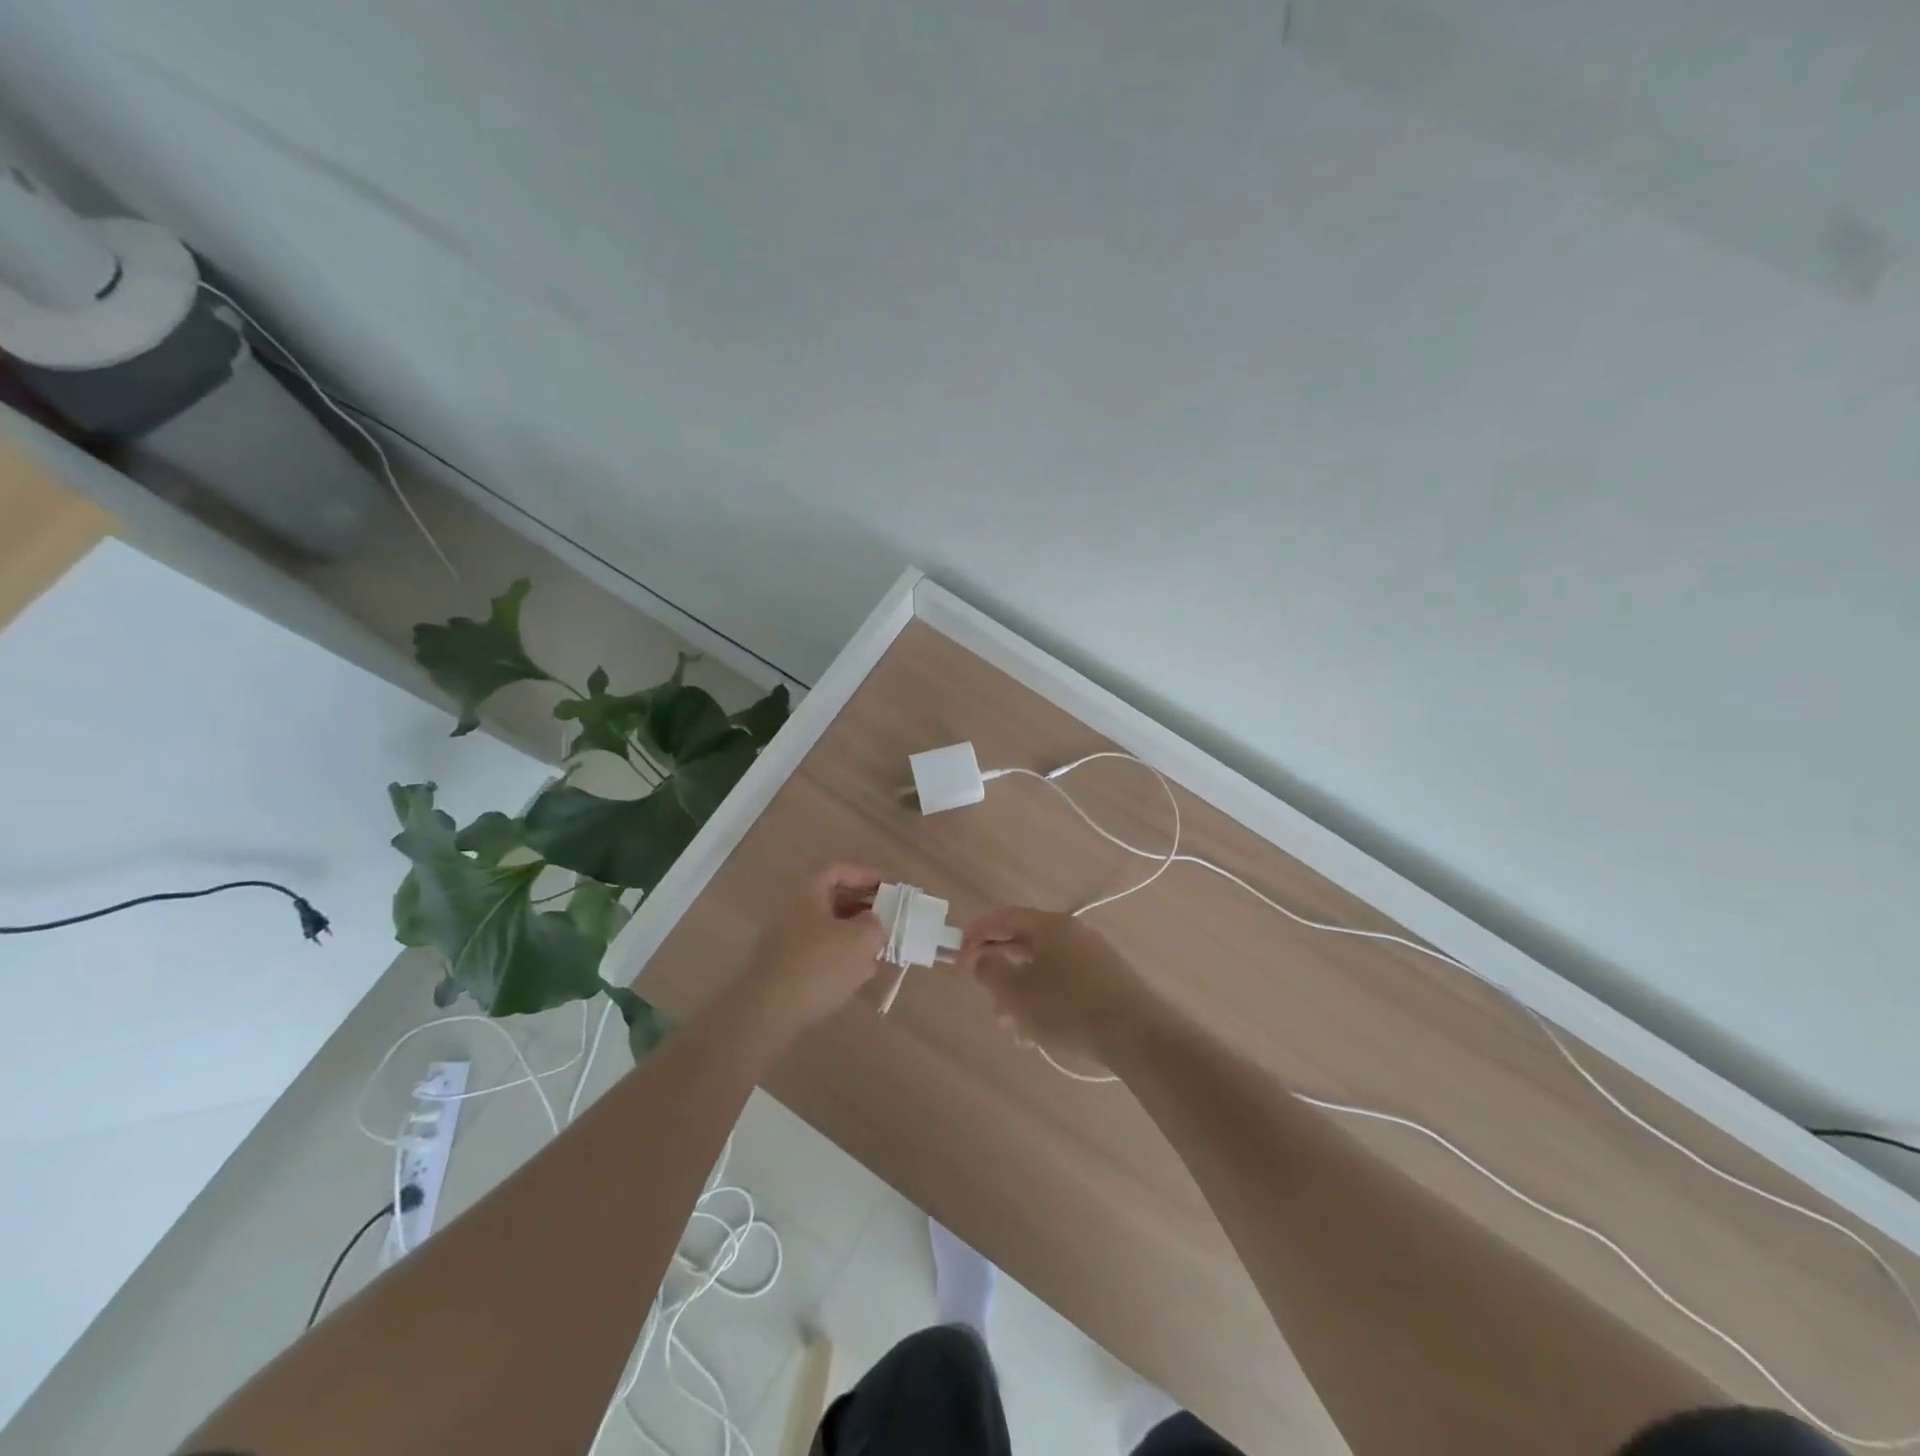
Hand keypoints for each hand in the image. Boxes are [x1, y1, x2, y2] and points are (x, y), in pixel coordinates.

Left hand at [743, 864, 886, 1029]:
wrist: (769, 1012)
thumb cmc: (818, 965)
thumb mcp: (860, 940)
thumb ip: (874, 924)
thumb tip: (871, 922)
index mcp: (807, 893)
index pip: (837, 870)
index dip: (864, 874)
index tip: (887, 886)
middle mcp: (792, 911)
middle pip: (831, 899)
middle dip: (861, 907)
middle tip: (885, 917)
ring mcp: (785, 941)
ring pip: (826, 928)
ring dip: (852, 935)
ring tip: (877, 948)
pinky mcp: (784, 968)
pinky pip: (817, 953)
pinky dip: (839, 957)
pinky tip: (857, 975)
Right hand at [956, 907, 1154, 1068]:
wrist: (1137, 1035)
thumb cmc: (1068, 1006)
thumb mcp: (1017, 991)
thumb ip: (989, 970)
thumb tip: (977, 956)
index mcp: (1051, 926)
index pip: (1006, 917)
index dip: (979, 932)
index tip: (958, 952)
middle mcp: (1073, 934)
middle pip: (1025, 943)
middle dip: (999, 969)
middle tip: (981, 992)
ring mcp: (1093, 958)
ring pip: (1044, 970)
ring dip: (1020, 995)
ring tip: (1009, 1028)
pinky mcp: (1107, 984)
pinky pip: (1064, 986)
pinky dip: (1044, 1004)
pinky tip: (1037, 1037)